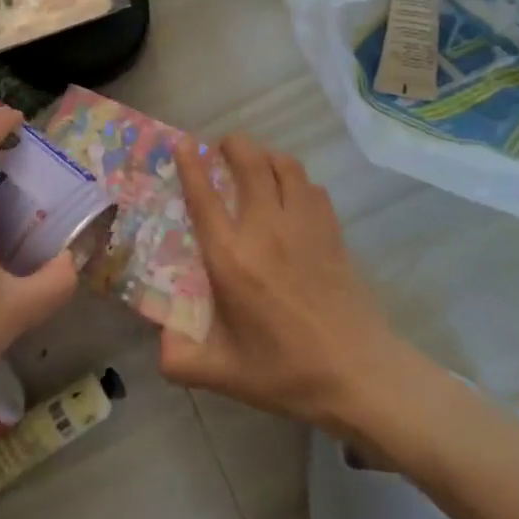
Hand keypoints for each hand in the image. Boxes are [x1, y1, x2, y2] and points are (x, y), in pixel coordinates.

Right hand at [160, 135, 408, 436]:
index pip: (205, 197)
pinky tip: (292, 195)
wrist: (358, 374)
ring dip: (266, 157)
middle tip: (222, 147)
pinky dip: (296, 180)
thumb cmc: (286, 372)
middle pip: (250, 163)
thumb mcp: (224, 375)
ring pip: (285, 166)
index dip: (190, 165)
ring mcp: (304, 226)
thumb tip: (160, 342)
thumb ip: (181, 360)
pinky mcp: (332, 232)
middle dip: (233, 145)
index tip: (182, 144)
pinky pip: (312, 188)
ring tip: (256, 165)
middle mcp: (265, 230)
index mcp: (232, 259)